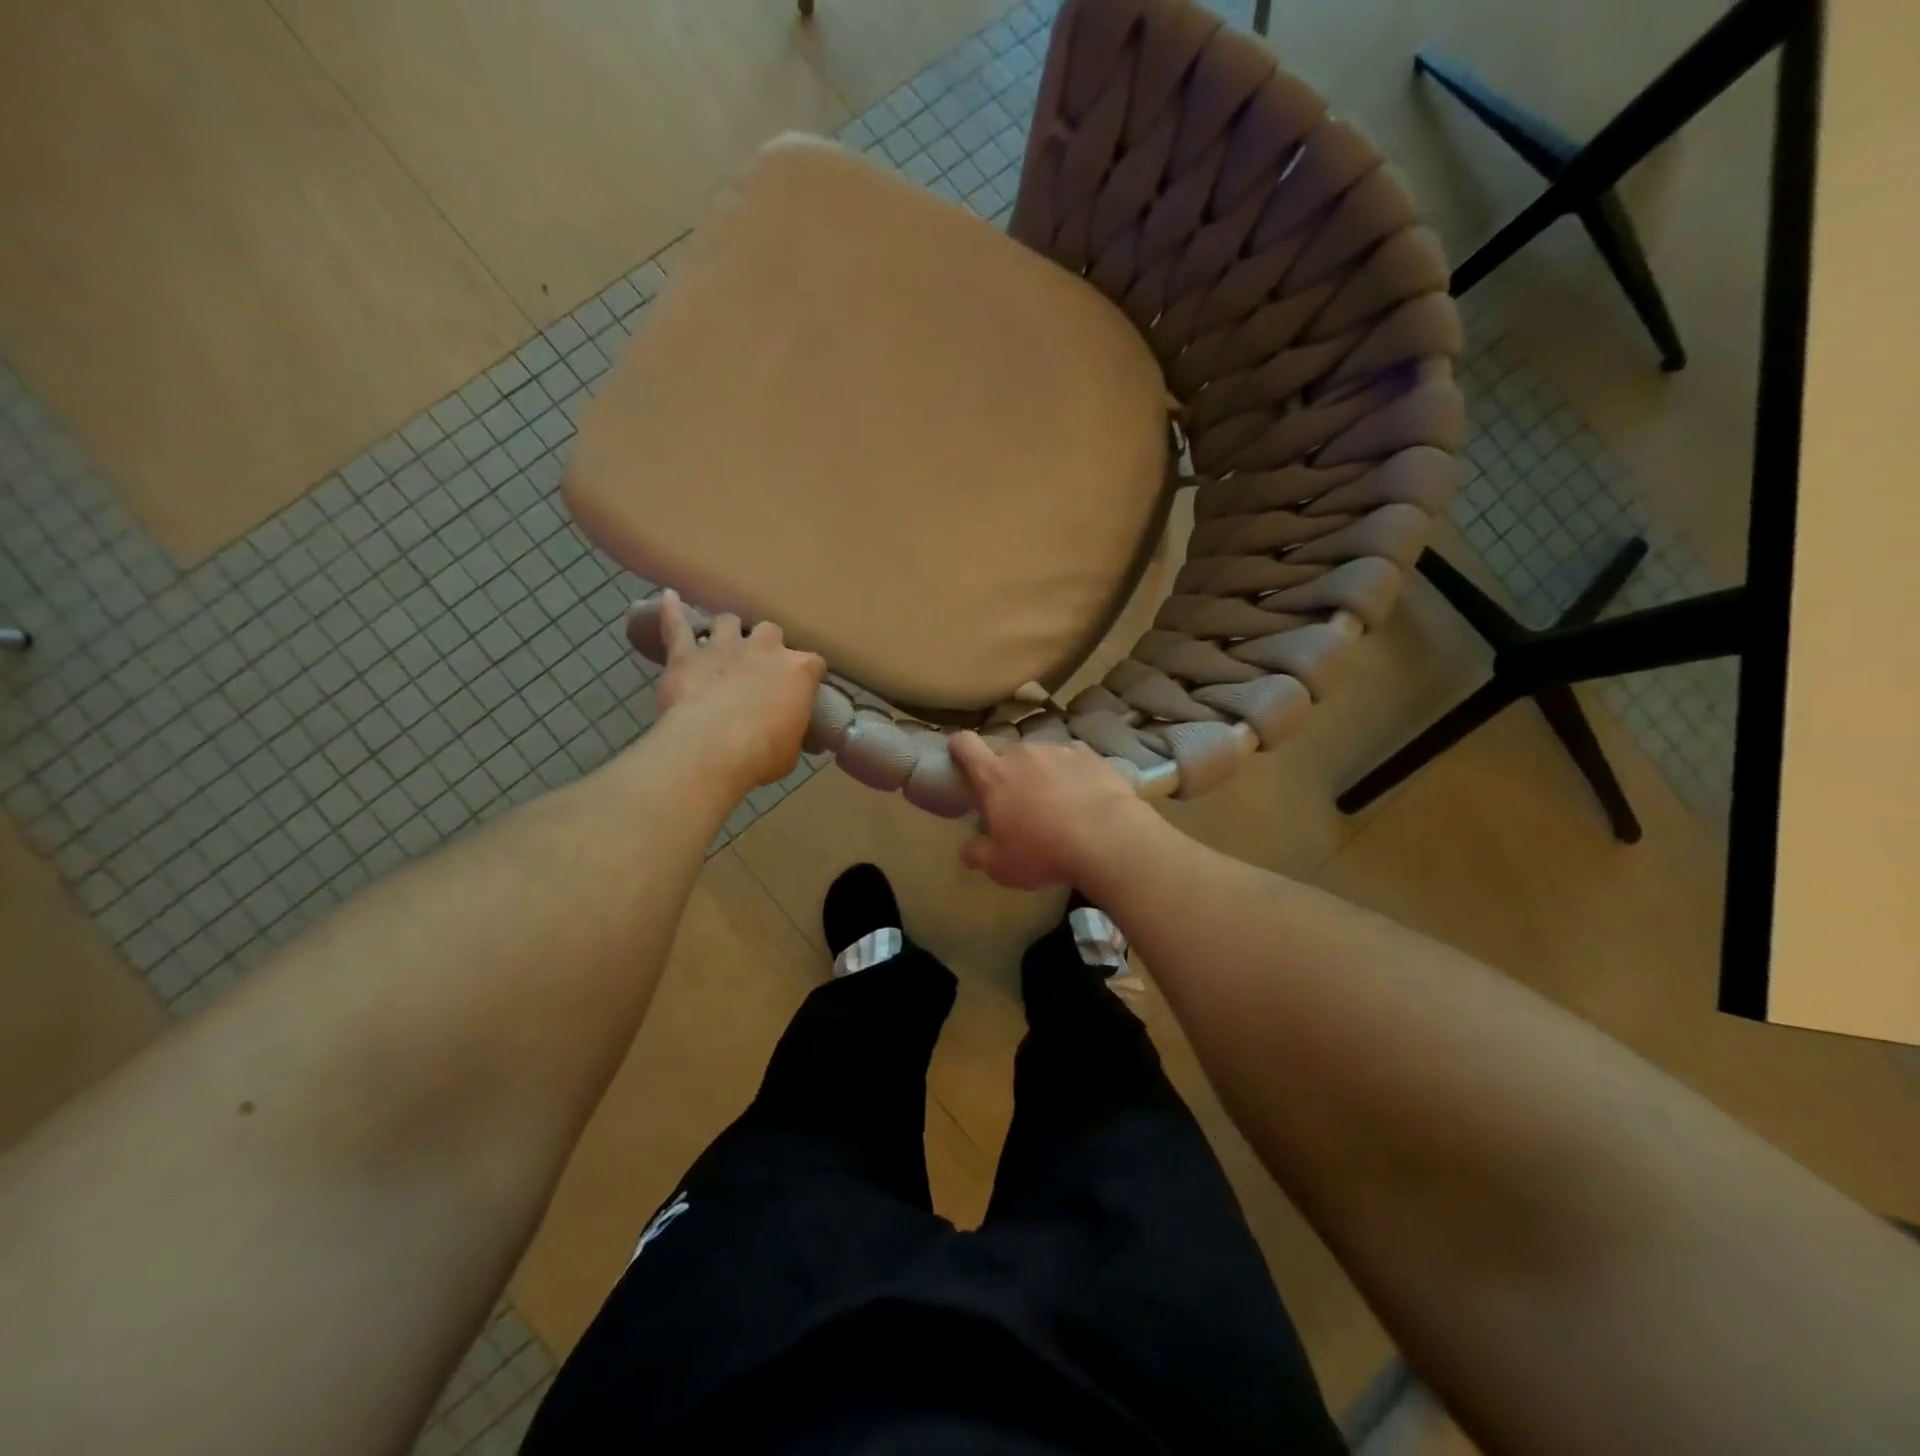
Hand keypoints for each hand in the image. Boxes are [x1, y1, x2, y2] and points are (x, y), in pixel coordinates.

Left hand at [654, 590, 825, 791]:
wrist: (711, 749)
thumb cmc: (762, 755)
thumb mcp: (791, 750)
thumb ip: (791, 732)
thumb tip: (791, 737)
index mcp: (799, 671)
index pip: (813, 663)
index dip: (805, 676)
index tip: (800, 691)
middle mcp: (765, 649)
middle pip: (771, 632)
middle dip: (767, 646)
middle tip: (760, 668)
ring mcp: (724, 647)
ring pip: (728, 622)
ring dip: (728, 630)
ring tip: (723, 641)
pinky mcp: (686, 655)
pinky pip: (676, 625)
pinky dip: (671, 612)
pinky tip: (668, 597)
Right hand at [947, 731, 1150, 890]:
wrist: (1108, 838)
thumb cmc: (1044, 852)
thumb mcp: (1002, 867)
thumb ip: (978, 855)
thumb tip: (967, 850)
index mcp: (994, 775)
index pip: (965, 745)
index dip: (959, 747)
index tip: (959, 756)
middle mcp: (1024, 754)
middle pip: (1007, 755)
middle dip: (1009, 774)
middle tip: (1019, 803)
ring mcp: (1059, 751)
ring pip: (1042, 757)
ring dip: (1043, 774)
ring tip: (1058, 804)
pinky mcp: (1091, 756)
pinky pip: (1074, 760)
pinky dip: (1074, 774)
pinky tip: (1085, 797)